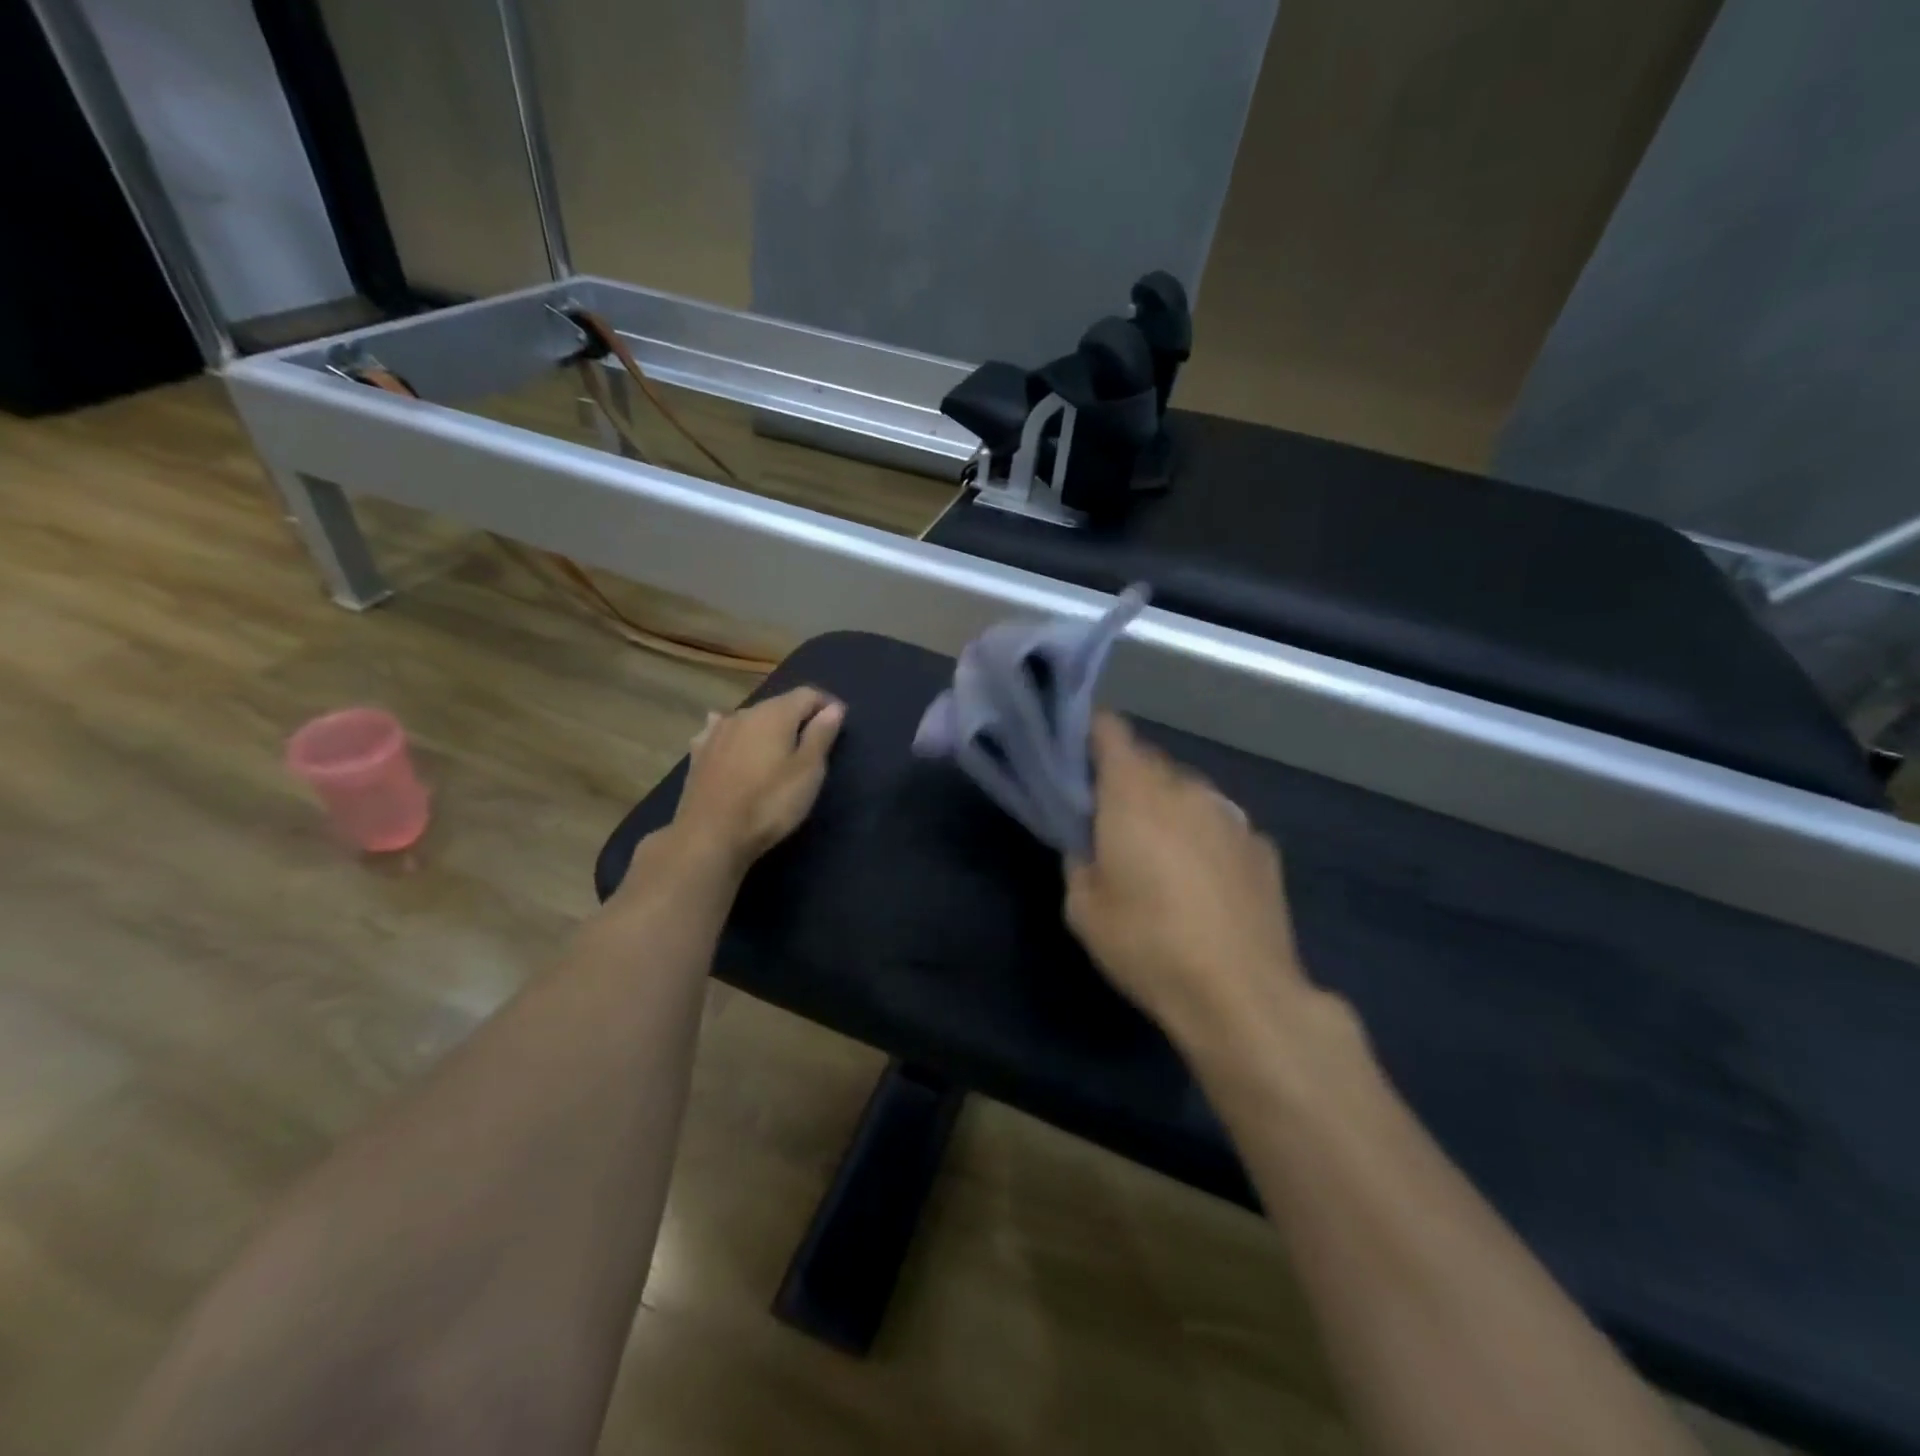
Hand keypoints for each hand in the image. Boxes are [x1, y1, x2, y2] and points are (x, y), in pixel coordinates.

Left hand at [665, 686, 844, 877]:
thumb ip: (821, 735)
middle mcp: (743, 713)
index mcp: (774, 713)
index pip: (807, 694)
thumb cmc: (769, 803)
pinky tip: (733, 745)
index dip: (826, 705)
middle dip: (798, 717)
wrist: (709, 835)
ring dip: (767, 728)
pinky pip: (722, 733)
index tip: (838, 723)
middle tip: (813, 743)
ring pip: (750, 719)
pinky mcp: (698, 754)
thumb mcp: (808, 771)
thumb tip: (833, 708)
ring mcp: (716, 732)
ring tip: (777, 749)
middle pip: (778, 705)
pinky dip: (736, 736)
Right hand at [1065, 714, 1313, 1051]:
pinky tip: (1203, 882)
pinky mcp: (1262, 845)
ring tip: (1160, 856)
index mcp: (1134, 794)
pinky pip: (1219, 823)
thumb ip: (1078, 859)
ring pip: (1187, 792)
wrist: (1242, 994)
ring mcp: (1230, 814)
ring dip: (1167, 808)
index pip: (1110, 730)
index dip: (1090, 734)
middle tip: (1109, 820)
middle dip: (1125, 780)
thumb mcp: (1083, 910)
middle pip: (1149, 761)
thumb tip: (1088, 842)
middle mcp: (1186, 789)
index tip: (1075, 758)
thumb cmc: (1148, 945)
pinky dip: (1203, 836)